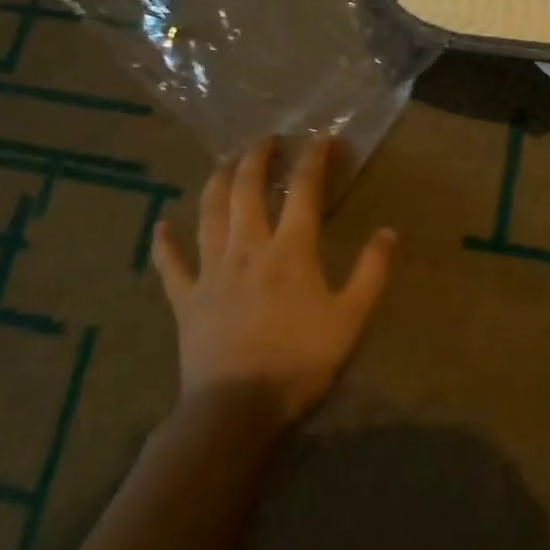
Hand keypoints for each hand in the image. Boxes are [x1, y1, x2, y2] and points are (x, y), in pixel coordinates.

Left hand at [152, 136, 396, 424]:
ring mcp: (211, 271)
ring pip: (209, 213)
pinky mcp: (186, 299)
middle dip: (256, 157)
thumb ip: (372, 272)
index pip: (304, 190)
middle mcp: (247, 248)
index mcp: (290, 250)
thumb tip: (389, 232)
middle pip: (246, 189)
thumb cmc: (300, 362)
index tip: (323, 139)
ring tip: (224, 162)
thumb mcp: (351, 319)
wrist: (236, 411)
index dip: (314, 159)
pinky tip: (160, 225)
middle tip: (265, 139)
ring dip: (216, 182)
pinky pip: (170, 265)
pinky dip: (164, 242)